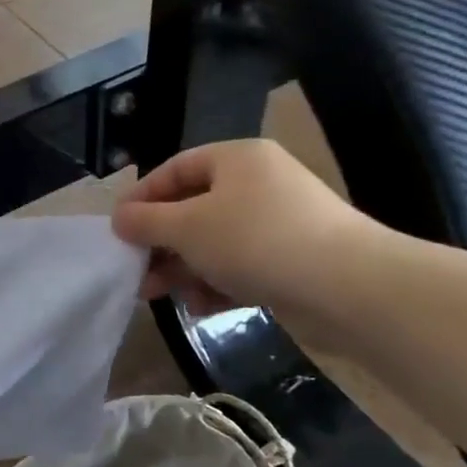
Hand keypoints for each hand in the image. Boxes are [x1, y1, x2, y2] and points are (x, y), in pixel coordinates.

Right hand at [111, 139, 377, 317]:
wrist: (350, 288)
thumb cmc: (256, 241)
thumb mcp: (188, 227)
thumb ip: (146, 221)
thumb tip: (119, 218)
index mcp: (236, 159)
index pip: (175, 169)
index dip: (141, 197)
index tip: (117, 229)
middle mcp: (259, 183)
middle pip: (193, 208)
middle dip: (160, 242)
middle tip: (135, 270)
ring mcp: (279, 222)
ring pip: (215, 241)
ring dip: (183, 267)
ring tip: (159, 296)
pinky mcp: (293, 259)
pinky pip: (242, 265)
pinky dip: (217, 283)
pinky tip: (201, 307)